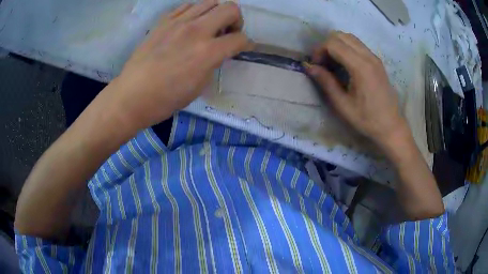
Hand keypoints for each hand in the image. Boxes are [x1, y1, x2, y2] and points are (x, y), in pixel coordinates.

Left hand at [106, 0, 251, 130]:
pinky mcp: (163, 21)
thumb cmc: (166, 99)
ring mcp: (178, 22)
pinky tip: (189, 25)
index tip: (244, 47)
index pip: (240, 38)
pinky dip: (194, 13)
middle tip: (228, 32)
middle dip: (236, 20)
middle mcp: (196, 30)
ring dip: (215, 13)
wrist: (132, 95)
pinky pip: (187, 6)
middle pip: (230, 8)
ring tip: (208, 27)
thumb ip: (214, 63)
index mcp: (208, 52)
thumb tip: (219, 51)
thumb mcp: (199, 86)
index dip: (247, 43)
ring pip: (209, 2)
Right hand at [305, 31, 409, 150]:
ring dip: (337, 45)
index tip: (316, 65)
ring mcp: (374, 57)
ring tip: (333, 63)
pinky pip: (358, 45)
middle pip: (341, 35)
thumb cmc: (367, 119)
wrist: (391, 126)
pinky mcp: (377, 61)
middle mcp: (368, 56)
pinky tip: (345, 65)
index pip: (333, 43)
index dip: (319, 50)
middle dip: (327, 45)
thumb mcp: (342, 104)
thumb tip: (308, 66)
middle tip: (323, 63)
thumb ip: (325, 82)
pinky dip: (347, 48)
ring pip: (350, 38)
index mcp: (360, 67)